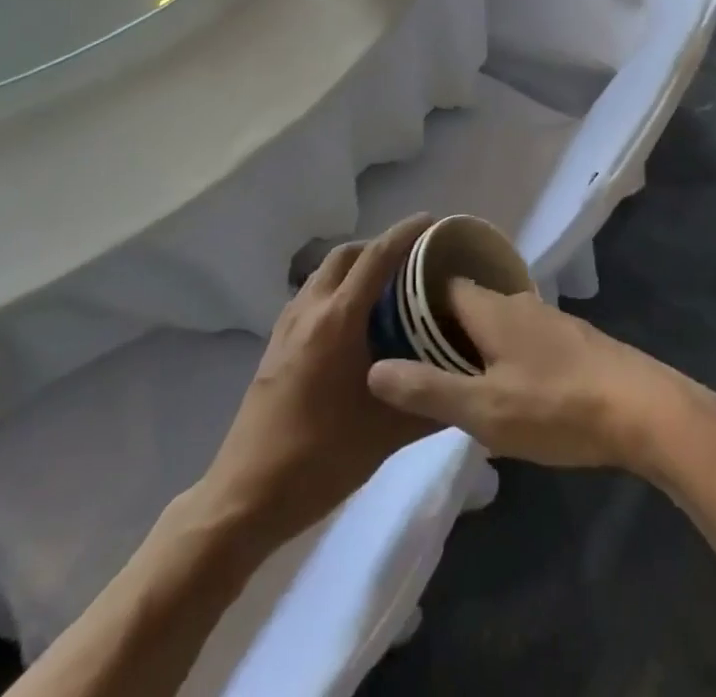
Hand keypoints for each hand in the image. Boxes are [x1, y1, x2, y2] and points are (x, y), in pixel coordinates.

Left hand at [199, 216, 436, 545]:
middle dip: (379, 245)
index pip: (376, 258)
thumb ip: (431, 405)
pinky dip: (337, 288)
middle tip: (413, 258)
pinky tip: (354, 320)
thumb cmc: (320, 459)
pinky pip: (311, 295)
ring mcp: (287, 325)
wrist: (247, 494)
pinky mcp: (275, 344)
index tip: (431, 221)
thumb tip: (468, 386)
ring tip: (388, 285)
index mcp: (337, 320)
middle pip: (346, 254)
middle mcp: (310, 309)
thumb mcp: (387, 435)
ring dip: (355, 266)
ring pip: (324, 273)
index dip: (404, 234)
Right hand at [365, 282, 711, 475]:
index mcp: (490, 308)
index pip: (439, 286)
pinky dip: (504, 351)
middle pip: (468, 303)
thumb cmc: (557, 407)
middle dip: (440, 327)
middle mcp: (517, 302)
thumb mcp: (484, 410)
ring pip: (497, 321)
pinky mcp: (573, 341)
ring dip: (474, 341)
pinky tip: (506, 384)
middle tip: (414, 360)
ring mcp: (549, 319)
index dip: (411, 302)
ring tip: (453, 376)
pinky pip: (523, 337)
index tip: (386, 325)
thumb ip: (428, 389)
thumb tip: (372, 368)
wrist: (644, 410)